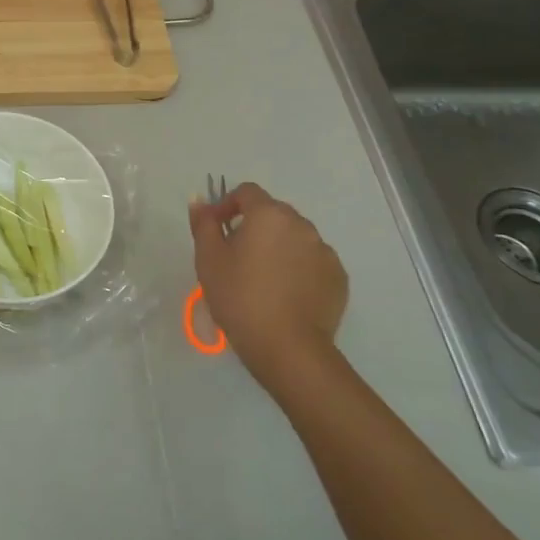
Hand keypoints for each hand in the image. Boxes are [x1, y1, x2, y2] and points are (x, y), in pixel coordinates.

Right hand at [189, 182, 347, 400]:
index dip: (228, 204)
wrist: (287, 347)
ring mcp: (325, 251)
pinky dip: (298, 268)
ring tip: (263, 278)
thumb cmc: (239, 297)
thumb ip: (204, 224)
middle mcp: (301, 225)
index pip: (247, 192)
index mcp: (269, 215)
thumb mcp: (208, 259)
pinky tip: (285, 293)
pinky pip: (312, 261)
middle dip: (254, 226)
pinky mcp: (338, 277)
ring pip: (295, 238)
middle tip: (236, 256)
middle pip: (273, 213)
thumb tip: (201, 201)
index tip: (217, 229)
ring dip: (277, 247)